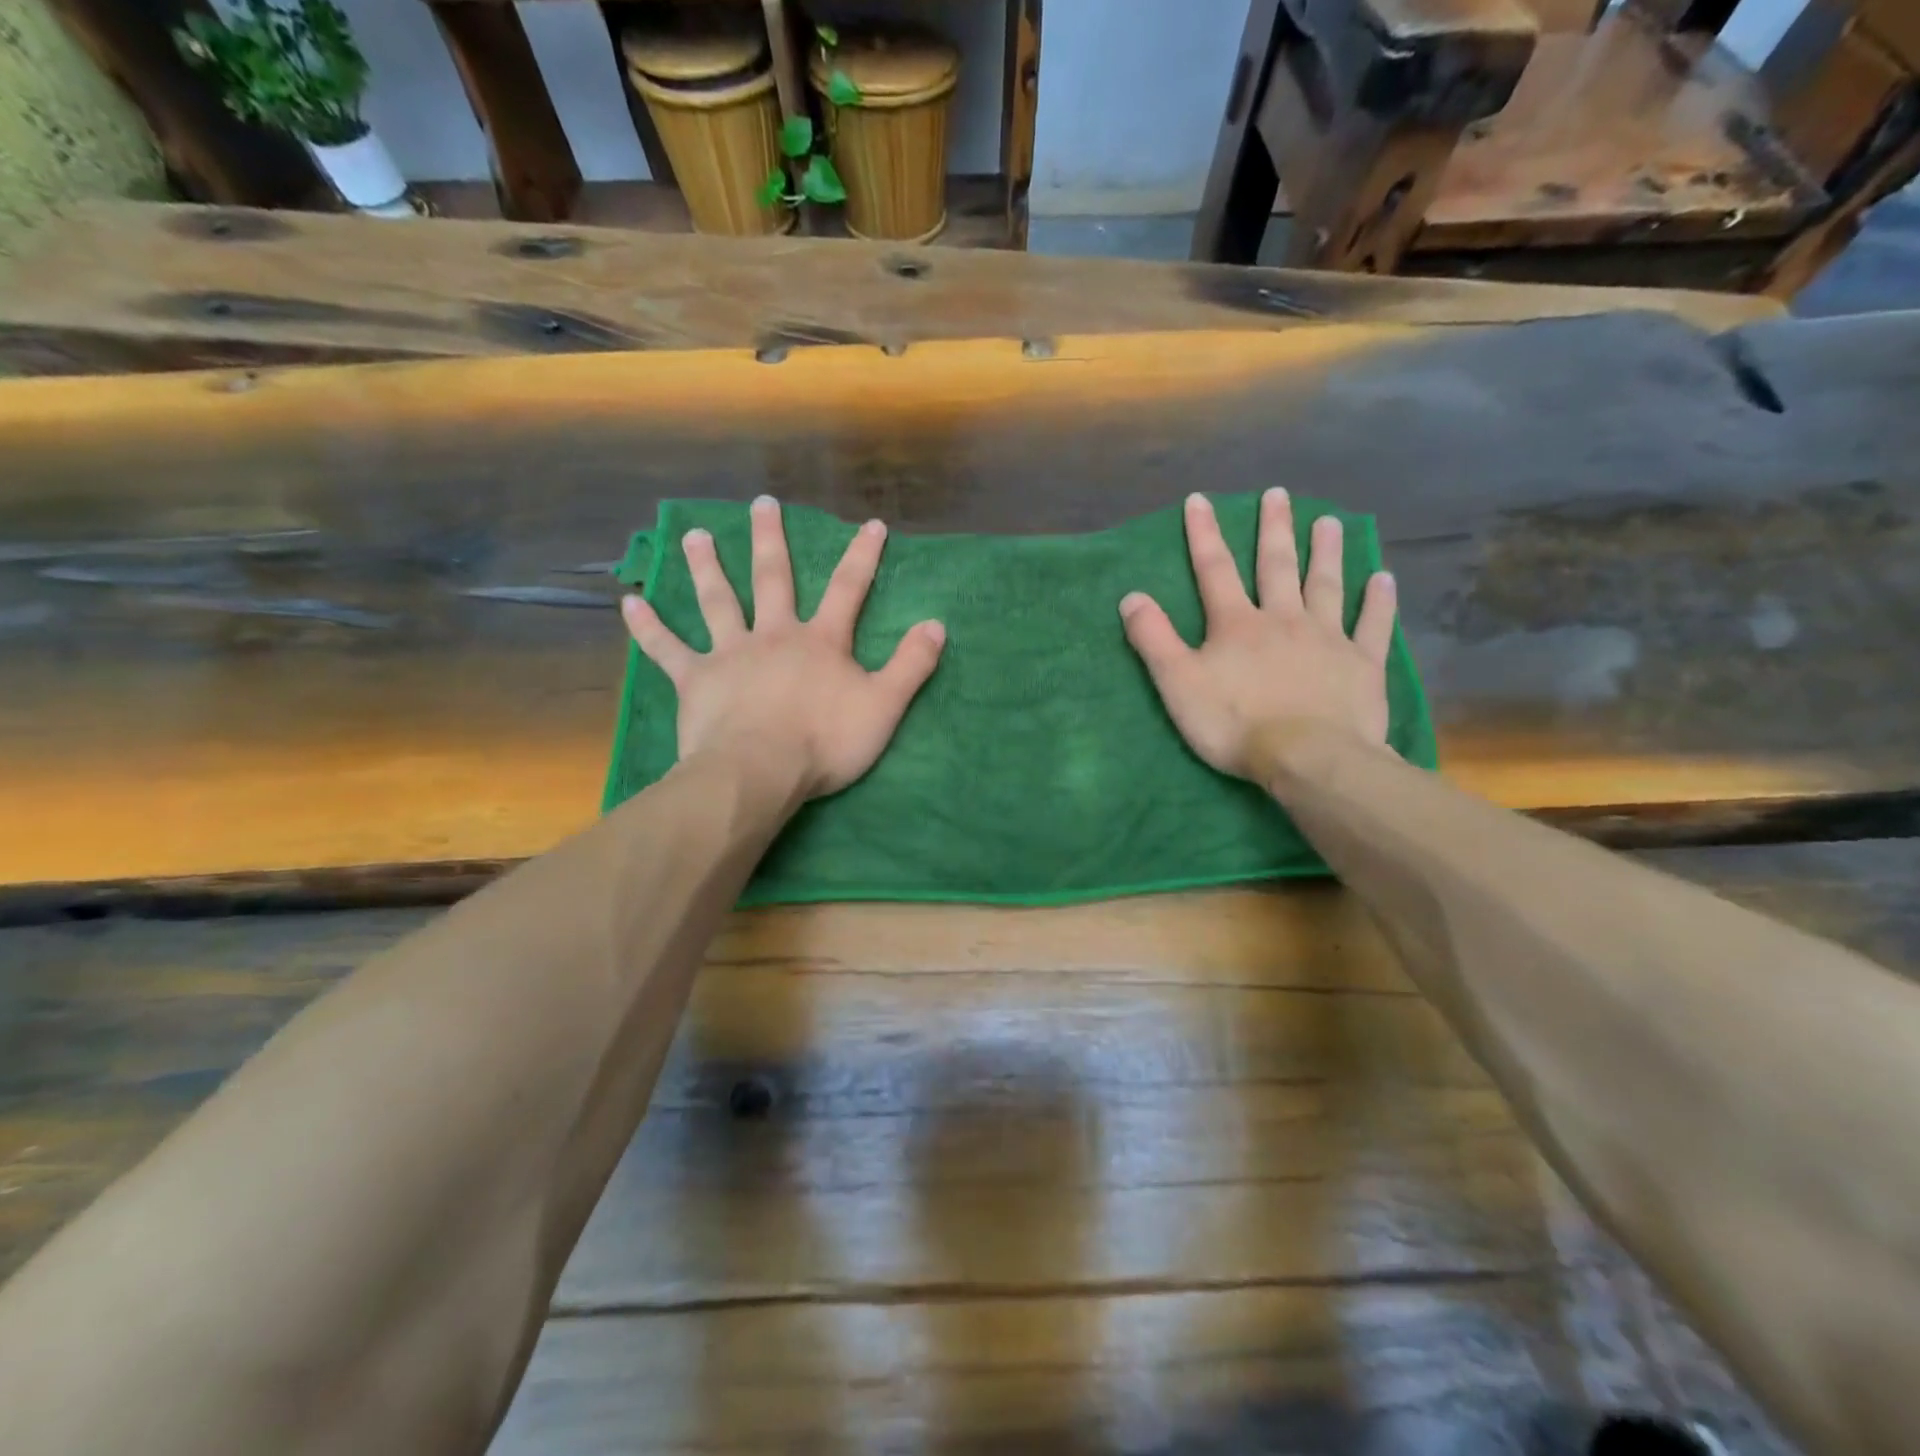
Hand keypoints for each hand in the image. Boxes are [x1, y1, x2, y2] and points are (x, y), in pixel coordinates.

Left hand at [621, 496, 945, 801]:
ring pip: (718, 601)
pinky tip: (630, 602)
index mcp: (821, 641)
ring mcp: (730, 654)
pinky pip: (668, 649)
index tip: (872, 524)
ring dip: (706, 567)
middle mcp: (774, 635)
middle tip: (762, 504)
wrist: (759, 770)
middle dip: (771, 540)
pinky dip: (649, 627)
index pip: (848, 589)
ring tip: (694, 536)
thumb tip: (937, 625)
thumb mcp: (884, 707)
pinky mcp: (696, 680)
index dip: (862, 556)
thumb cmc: (825, 742)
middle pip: (773, 578)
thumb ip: (912, 665)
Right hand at [1120, 489, 1396, 780]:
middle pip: (1277, 566)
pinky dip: (1378, 601)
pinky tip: (1383, 579)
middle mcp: (1283, 619)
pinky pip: (1372, 625)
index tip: (1200, 500)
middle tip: (1279, 495)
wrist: (1308, 757)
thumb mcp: (1178, 684)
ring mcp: (1327, 639)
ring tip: (1330, 522)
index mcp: (1237, 625)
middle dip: (1274, 529)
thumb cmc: (1235, 724)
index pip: (1215, 571)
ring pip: (1325, 586)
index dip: (1204, 534)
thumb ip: (1154, 639)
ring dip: (1326, 553)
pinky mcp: (1361, 664)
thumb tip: (1131, 596)